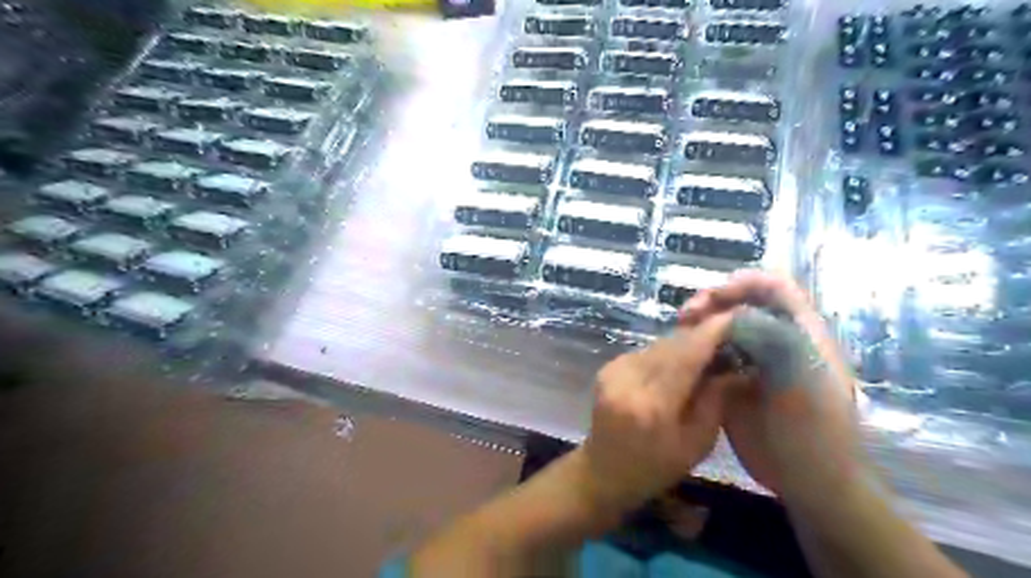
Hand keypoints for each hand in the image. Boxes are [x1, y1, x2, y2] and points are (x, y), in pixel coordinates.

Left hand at [584, 312, 736, 509]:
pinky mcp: (608, 367)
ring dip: (684, 344)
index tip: (736, 317)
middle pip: (671, 343)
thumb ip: (716, 400)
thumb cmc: (655, 467)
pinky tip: (678, 365)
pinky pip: (646, 351)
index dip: (712, 332)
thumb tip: (739, 365)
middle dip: (701, 335)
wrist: (603, 469)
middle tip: (729, 336)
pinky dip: (666, 354)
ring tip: (707, 352)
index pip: (686, 354)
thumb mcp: (696, 444)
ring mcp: (614, 369)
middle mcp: (629, 378)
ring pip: (659, 344)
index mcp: (653, 403)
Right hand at [682, 274, 862, 497]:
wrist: (808, 480)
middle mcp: (775, 338)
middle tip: (686, 316)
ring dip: (699, 324)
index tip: (713, 298)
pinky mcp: (733, 380)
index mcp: (801, 331)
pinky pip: (710, 354)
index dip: (742, 283)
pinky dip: (695, 348)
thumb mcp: (800, 377)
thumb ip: (771, 337)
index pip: (772, 287)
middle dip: (712, 302)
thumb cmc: (814, 428)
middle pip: (740, 303)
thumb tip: (729, 315)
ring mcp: (752, 360)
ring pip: (721, 327)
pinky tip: (682, 356)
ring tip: (680, 332)